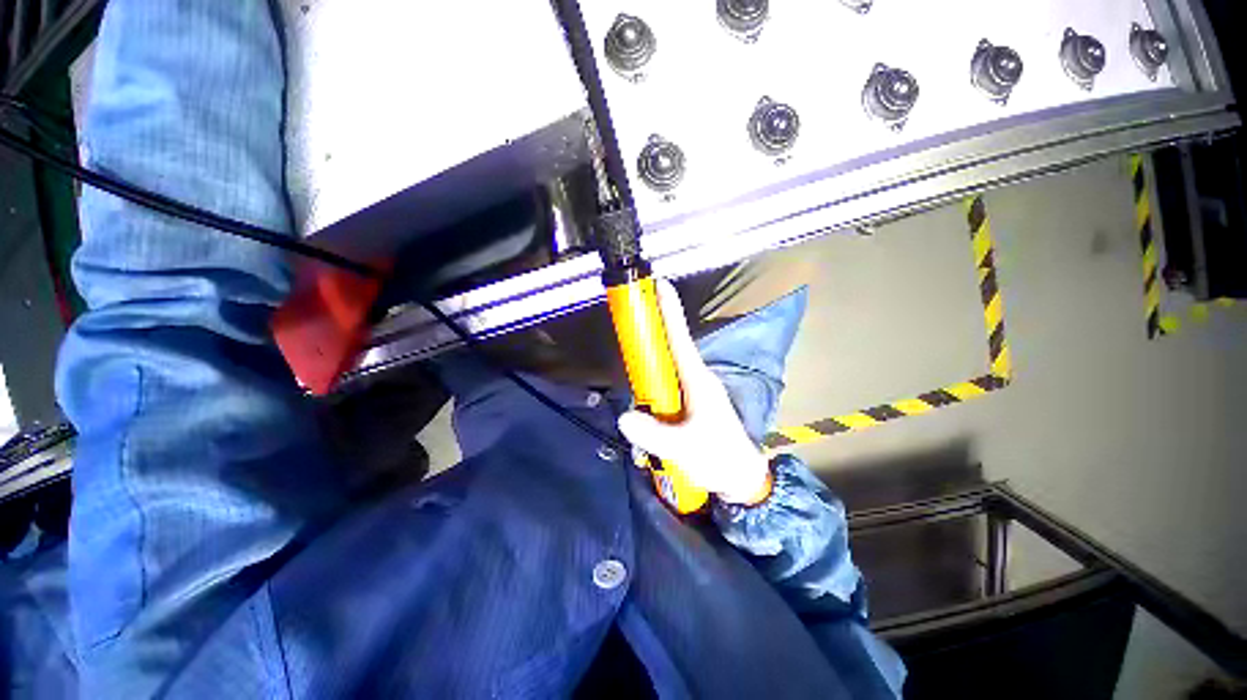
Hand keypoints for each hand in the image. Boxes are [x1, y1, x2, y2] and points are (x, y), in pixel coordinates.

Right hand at [617, 280, 771, 504]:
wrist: (739, 477)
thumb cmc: (720, 457)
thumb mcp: (686, 448)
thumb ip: (655, 434)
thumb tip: (624, 416)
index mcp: (698, 379)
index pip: (680, 338)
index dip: (670, 311)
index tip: (660, 285)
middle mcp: (694, 379)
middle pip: (666, 351)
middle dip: (647, 346)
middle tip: (631, 351)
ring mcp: (690, 392)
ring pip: (661, 375)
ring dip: (646, 385)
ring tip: (644, 416)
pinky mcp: (686, 405)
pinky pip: (663, 393)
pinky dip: (651, 401)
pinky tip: (647, 427)